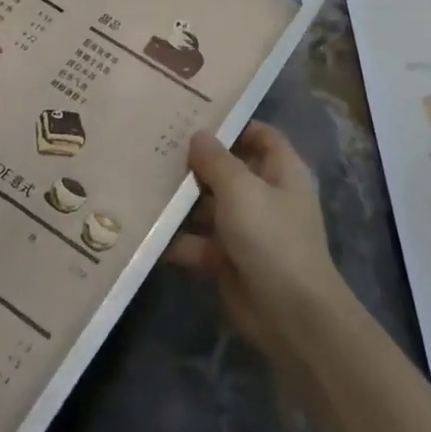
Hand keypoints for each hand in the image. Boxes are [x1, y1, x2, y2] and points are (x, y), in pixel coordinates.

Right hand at [163, 122, 347, 363]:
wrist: (290, 315)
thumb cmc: (271, 238)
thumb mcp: (241, 189)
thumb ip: (216, 160)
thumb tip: (198, 136)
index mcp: (281, 172)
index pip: (260, 136)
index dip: (233, 125)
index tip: (194, 116)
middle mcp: (265, 197)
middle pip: (227, 171)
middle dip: (194, 163)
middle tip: (153, 148)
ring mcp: (246, 230)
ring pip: (208, 207)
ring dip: (180, 202)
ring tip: (140, 184)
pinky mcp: (228, 261)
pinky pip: (198, 243)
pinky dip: (176, 240)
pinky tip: (144, 230)